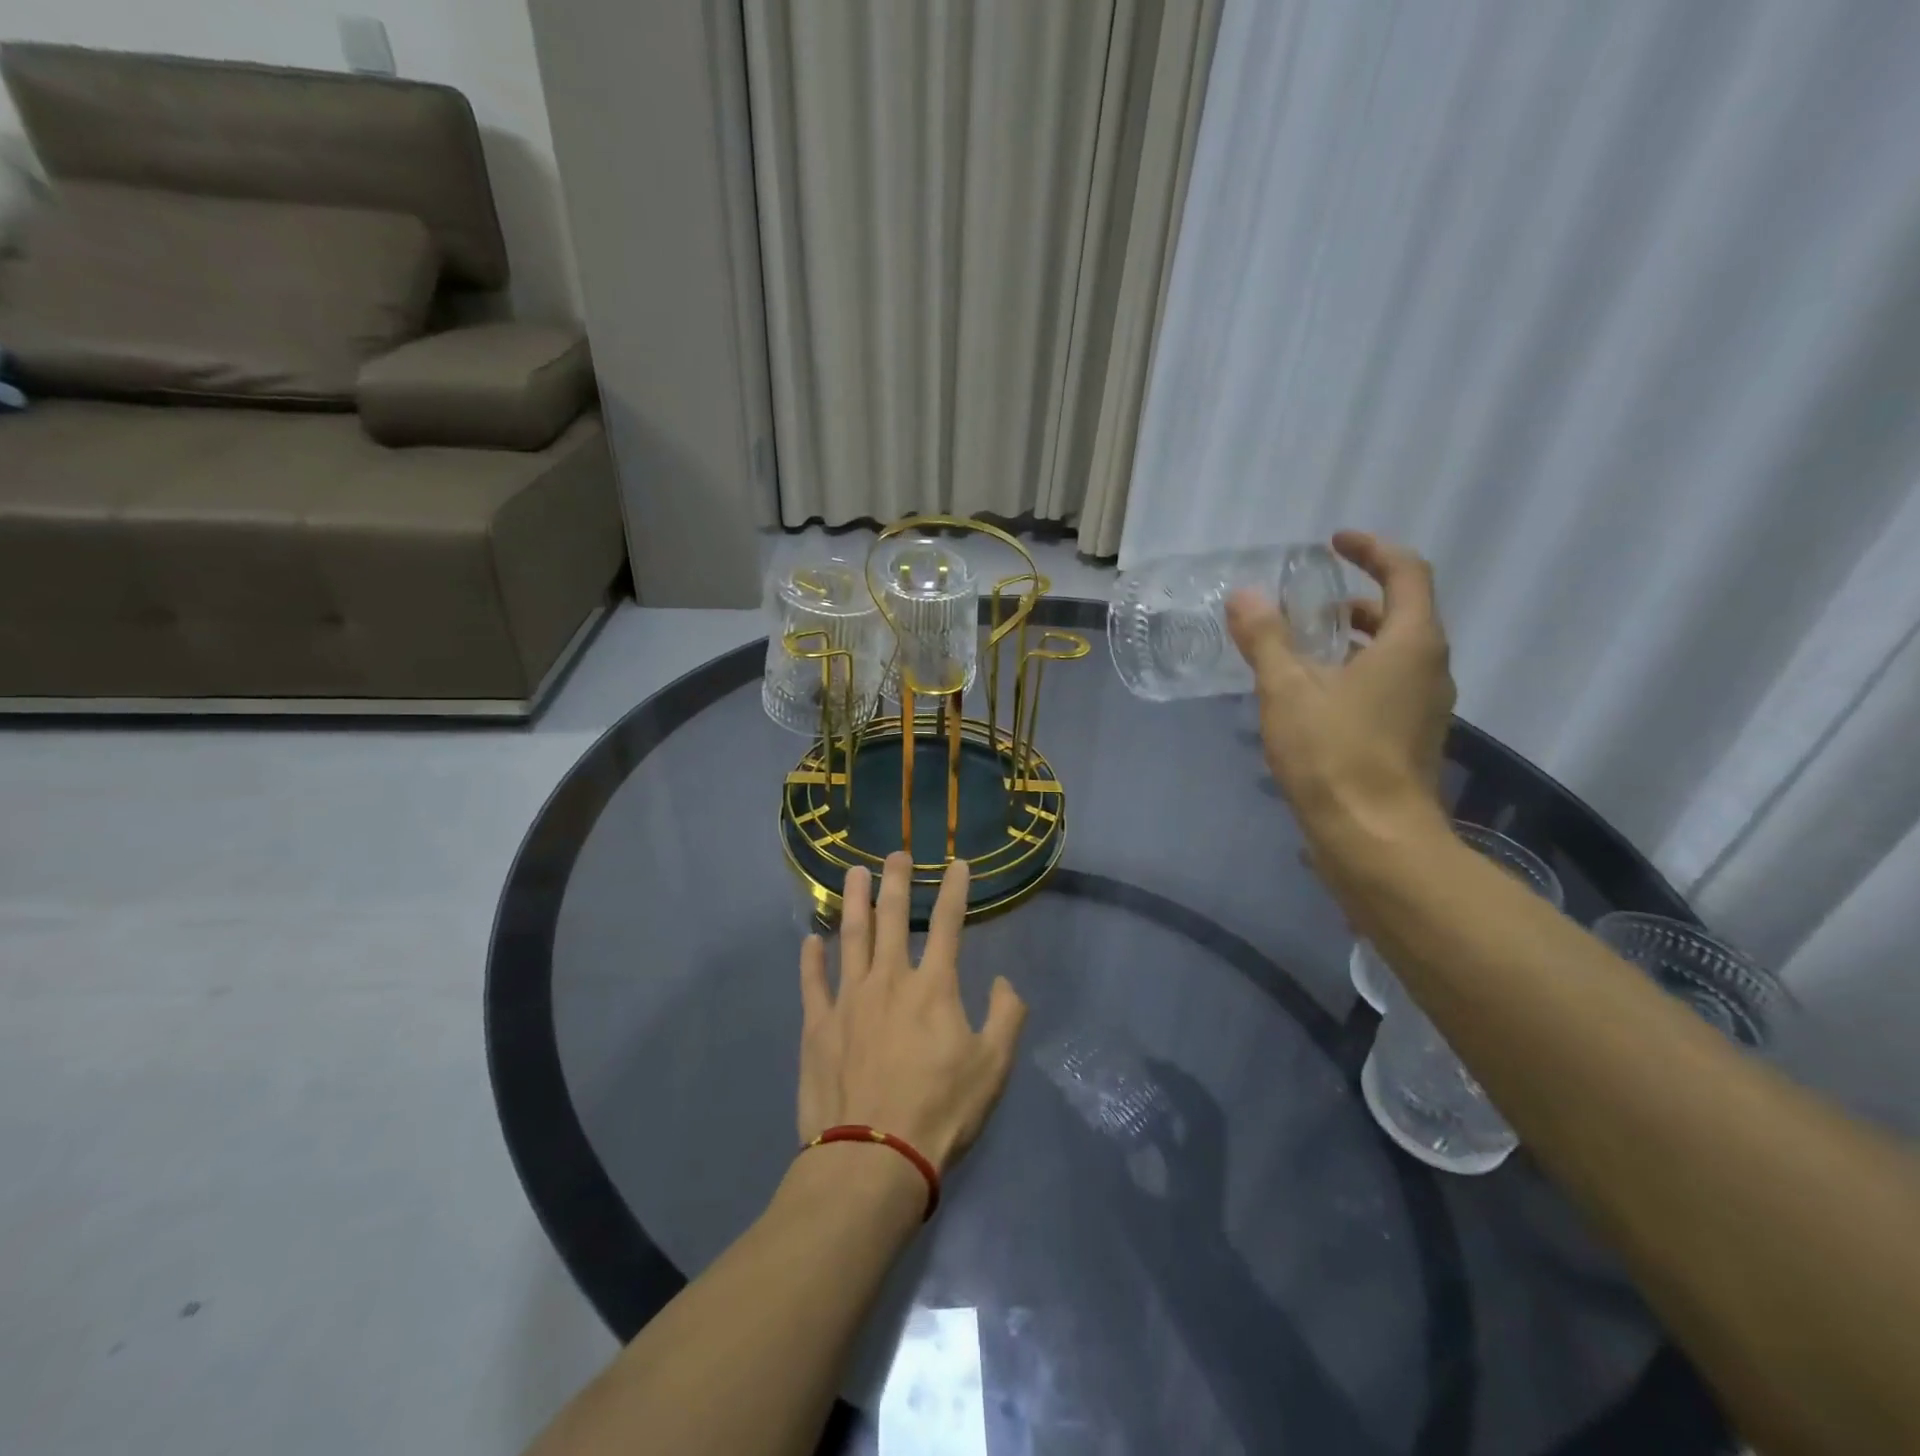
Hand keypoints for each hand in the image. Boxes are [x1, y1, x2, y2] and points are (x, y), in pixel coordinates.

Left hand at [797, 852, 1027, 1173]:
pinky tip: (811, 939)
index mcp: (933, 987)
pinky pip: (813, 982)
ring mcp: (848, 1000)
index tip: (958, 864)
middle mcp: (888, 980)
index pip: (949, 925)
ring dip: (853, 902)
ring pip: (850, 937)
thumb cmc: (940, 1110)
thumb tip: (1005, 983)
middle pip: (892, 917)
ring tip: (853, 873)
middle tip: (896, 853)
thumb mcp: (993, 1067)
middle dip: (897, 881)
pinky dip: (811, 958)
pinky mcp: (818, 1026)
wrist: (873, 1157)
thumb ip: (1006, 1017)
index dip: (955, 890)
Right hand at [1227, 530, 1455, 848]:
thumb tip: (1245, 595)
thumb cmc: (1334, 754)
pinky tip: (1314, 698)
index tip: (1334, 542)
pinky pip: (1389, 685)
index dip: (1371, 549)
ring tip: (1305, 648)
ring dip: (1355, 639)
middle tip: (1312, 602)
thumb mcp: (1287, 689)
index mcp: (1411, 643)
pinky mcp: (1412, 738)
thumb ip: (1266, 638)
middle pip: (1403, 613)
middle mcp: (1430, 668)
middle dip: (1358, 599)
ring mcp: (1426, 707)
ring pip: (1395, 653)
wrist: (1374, 839)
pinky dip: (1356, 673)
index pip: (1406, 572)